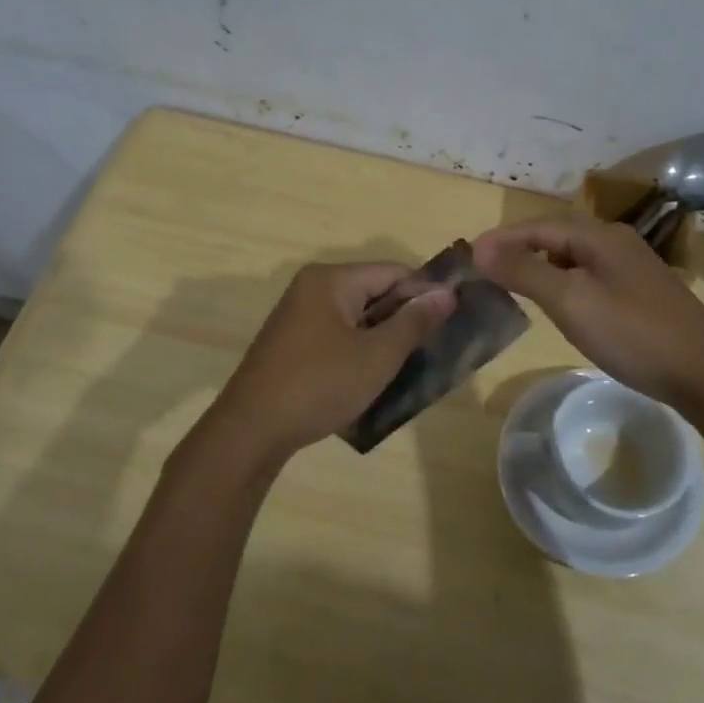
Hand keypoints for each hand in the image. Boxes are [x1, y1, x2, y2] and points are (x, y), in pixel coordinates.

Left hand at [206, 262, 455, 458]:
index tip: (452, 321)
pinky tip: (377, 376)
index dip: (425, 293)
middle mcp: (313, 288)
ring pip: (358, 317)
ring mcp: (300, 316)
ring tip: (413, 365)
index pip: (393, 271)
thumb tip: (446, 293)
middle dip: (405, 317)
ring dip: (385, 337)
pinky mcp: (294, 343)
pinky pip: (340, 335)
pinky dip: (361, 349)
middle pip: (375, 291)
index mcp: (331, 280)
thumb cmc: (319, 385)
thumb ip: (414, 321)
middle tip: (436, 347)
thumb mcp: (377, 355)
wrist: (252, 431)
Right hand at [473, 214, 703, 409]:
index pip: (538, 226)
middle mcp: (616, 242)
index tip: (467, 256)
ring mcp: (631, 268)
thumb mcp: (571, 301)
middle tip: (484, 269)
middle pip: (556, 236)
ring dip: (539, 265)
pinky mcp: (640, 293)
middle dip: (518, 248)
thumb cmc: (633, 333)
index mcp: (599, 236)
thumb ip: (525, 272)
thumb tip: (481, 248)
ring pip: (573, 256)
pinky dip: (562, 281)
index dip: (501, 239)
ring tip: (510, 283)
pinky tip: (557, 303)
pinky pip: (588, 276)